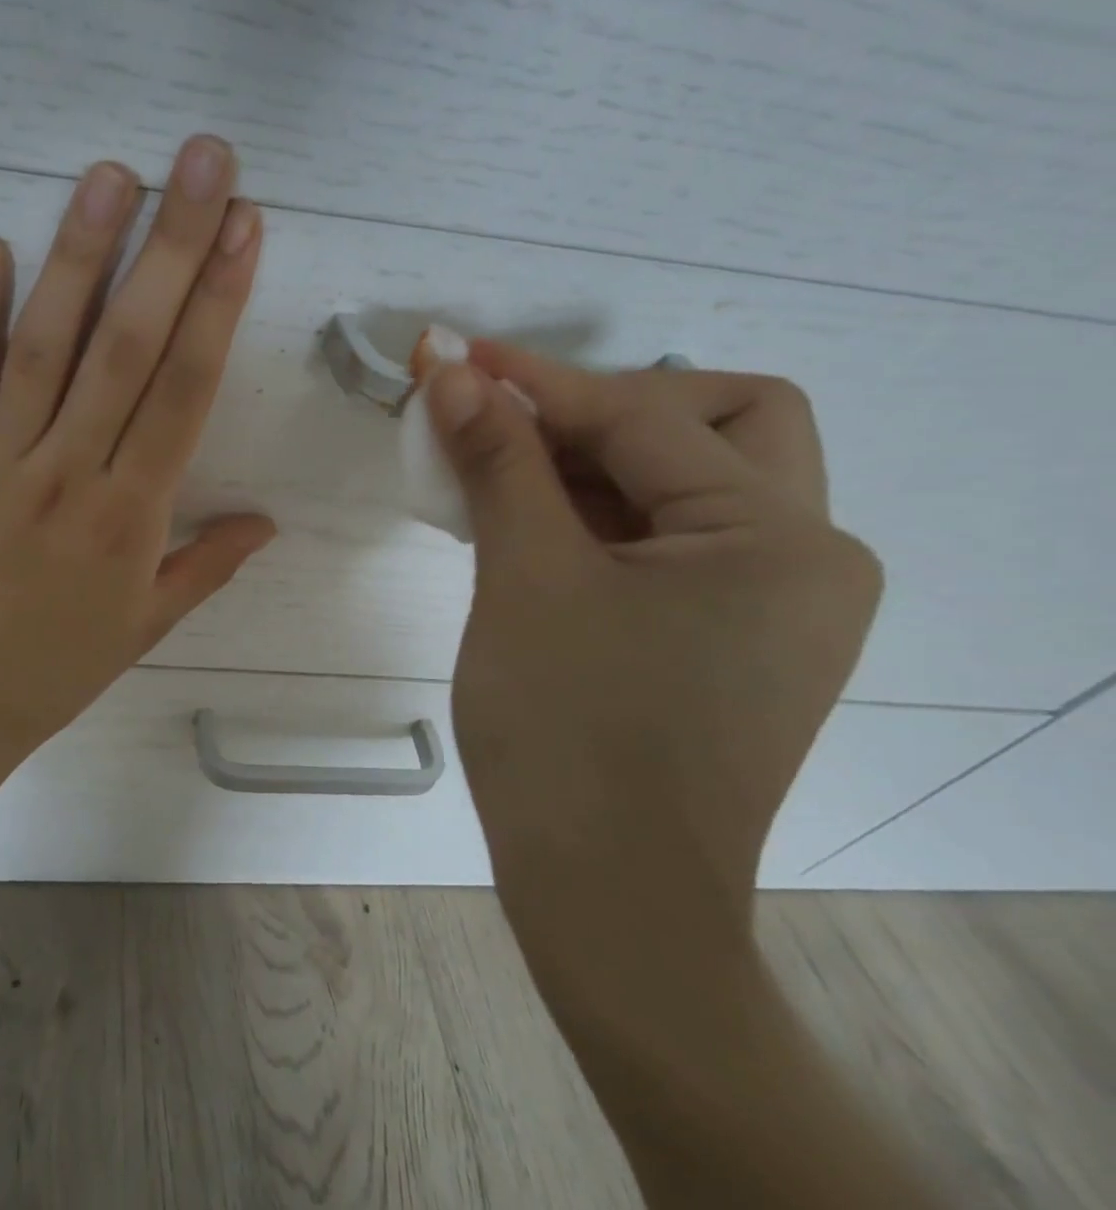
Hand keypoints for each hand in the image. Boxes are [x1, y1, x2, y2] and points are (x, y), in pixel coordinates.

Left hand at [0, 136, 273, 780]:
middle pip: (128, 346)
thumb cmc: (50, 673)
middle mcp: (70, 474)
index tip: (246, 230)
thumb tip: (267, 522)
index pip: (186, 388)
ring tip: (109, 175)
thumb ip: (206, 566)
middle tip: (201, 163)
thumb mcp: (143, 629)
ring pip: (45, 347)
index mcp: (132, 516)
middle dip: (172, 247)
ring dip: (79, 256)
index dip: (220, 303)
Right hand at [425, 343, 882, 947]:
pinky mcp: (730, 635)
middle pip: (720, 424)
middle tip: (519, 423)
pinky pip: (668, 538)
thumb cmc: (569, 734)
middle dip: (612, 407)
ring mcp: (773, 602)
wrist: (607, 900)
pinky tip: (529, 524)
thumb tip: (452, 374)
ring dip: (591, 461)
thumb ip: (497, 461)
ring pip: (688, 482)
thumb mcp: (524, 579)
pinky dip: (598, 513)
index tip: (457, 356)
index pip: (644, 418)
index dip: (538, 381)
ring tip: (500, 472)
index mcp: (778, 540)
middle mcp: (804, 558)